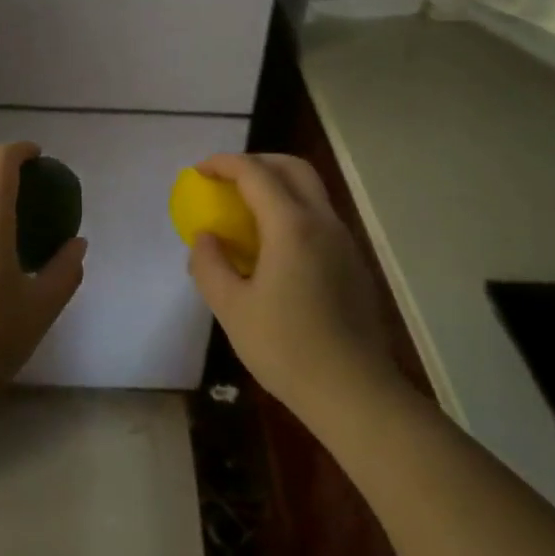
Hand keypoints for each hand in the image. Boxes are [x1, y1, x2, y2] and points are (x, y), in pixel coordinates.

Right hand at [186, 153, 393, 431]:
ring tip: (246, 212)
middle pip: (292, 168)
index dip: (224, 164)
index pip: (255, 173)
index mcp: (291, 226)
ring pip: (311, 191)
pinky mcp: (353, 263)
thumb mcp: (231, 309)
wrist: (355, 392)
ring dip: (276, 186)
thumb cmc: (287, 349)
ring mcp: (344, 242)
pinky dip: (292, 210)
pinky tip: (274, 247)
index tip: (199, 171)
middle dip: (256, 163)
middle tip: (226, 181)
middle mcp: (323, 222)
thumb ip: (210, 265)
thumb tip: (205, 237)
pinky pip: (319, 217)